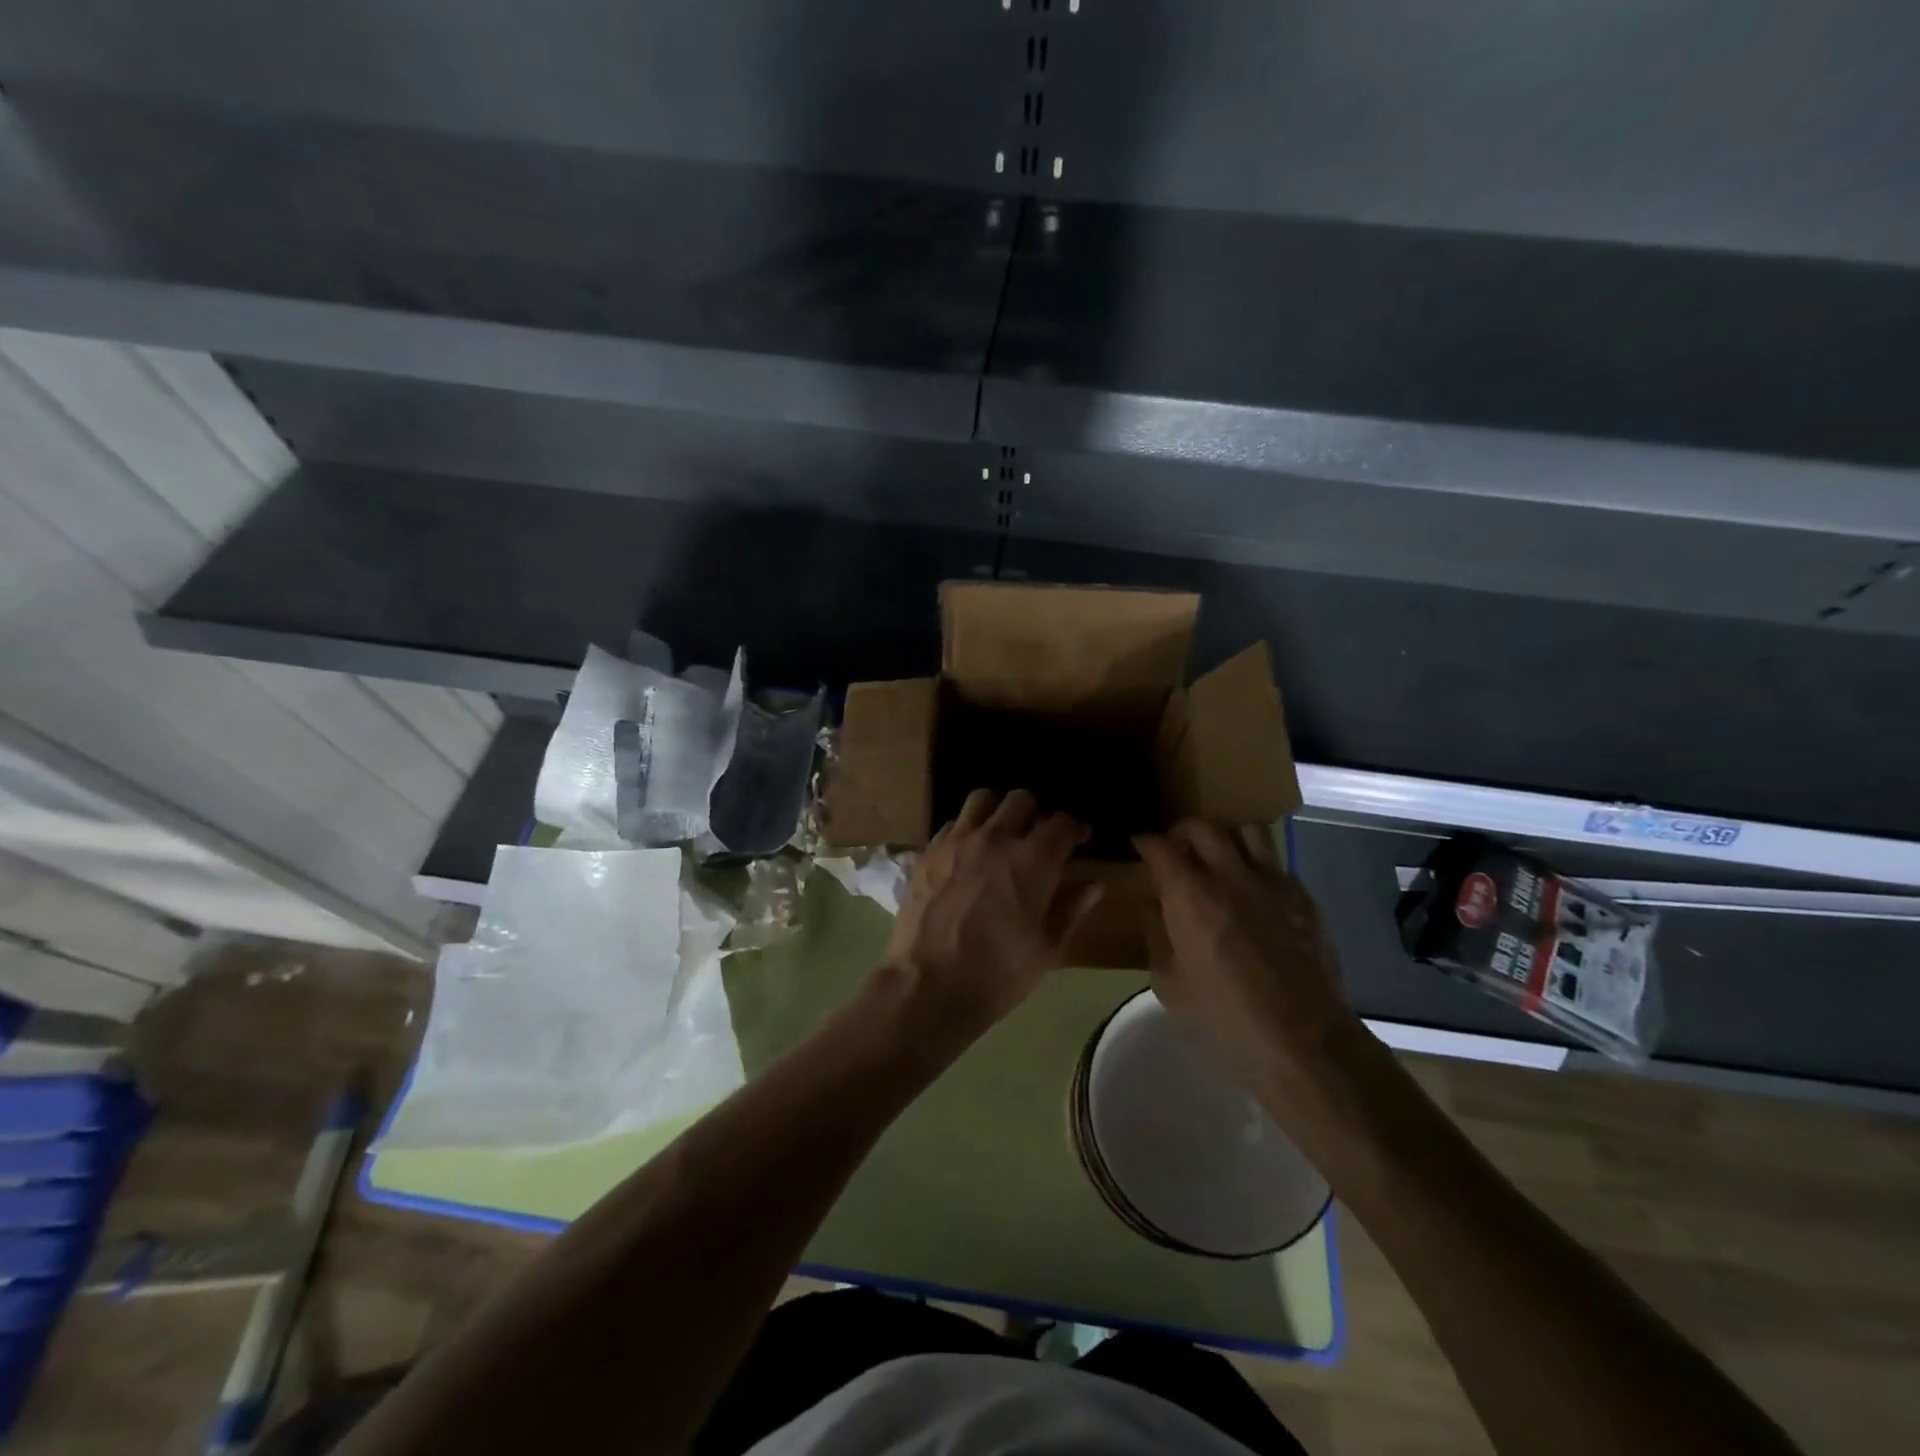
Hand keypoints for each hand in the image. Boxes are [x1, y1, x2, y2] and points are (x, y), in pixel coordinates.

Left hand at [886, 789, 1102, 1030]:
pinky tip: (968, 853)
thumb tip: (1093, 885)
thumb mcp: (1046, 949)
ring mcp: (956, 842)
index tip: (1080, 839)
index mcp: (1032, 860)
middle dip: (1037, 813)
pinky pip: (952, 824)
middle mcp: (995, 839)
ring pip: (982, 800)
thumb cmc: (997, 974)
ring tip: (1001, 833)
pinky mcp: (928, 852)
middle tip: (1039, 837)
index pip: (1062, 823)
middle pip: (1021, 800)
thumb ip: (1070, 909)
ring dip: (998, 811)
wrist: (927, 986)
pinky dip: (966, 830)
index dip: (1075, 827)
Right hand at [1134, 820, 1357, 1086]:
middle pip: (1202, 827)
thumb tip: (1156, 907)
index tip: (1139, 847)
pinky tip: (1253, 893)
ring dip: (1226, 839)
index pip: (1160, 847)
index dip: (1145, 842)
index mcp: (1191, 896)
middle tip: (1176, 850)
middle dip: (1182, 832)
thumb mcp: (1169, 985)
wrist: (1304, 1041)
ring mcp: (1272, 883)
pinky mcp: (1303, 897)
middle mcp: (1231, 876)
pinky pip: (1276, 863)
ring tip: (1219, 860)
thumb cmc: (1225, 1017)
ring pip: (1246, 831)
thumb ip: (1157, 935)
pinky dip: (1257, 866)